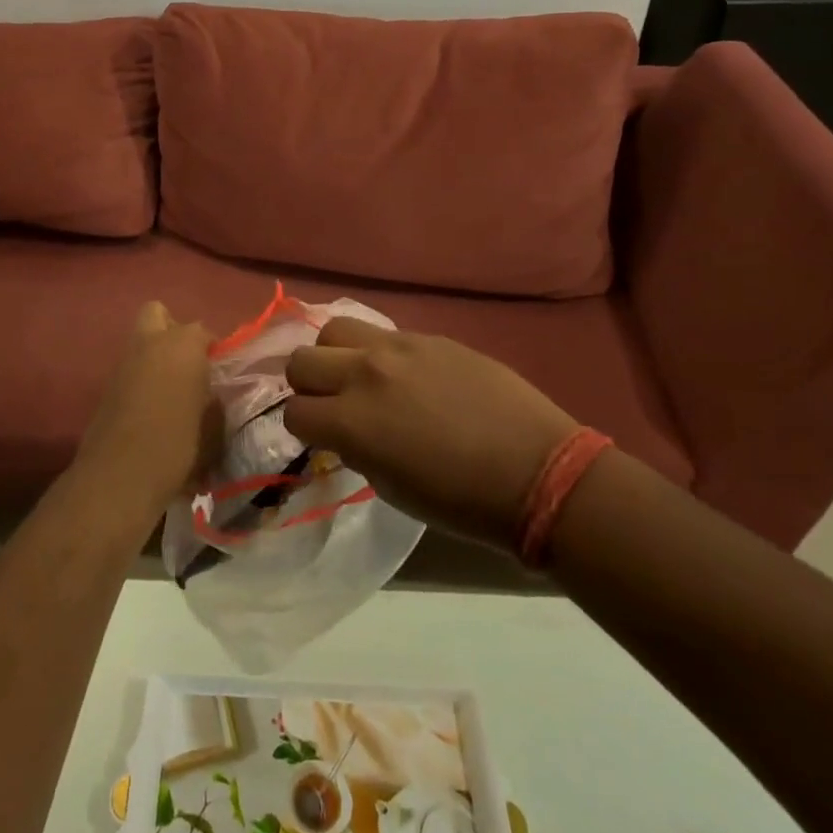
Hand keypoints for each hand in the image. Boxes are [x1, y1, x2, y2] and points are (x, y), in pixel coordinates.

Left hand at [74, 301, 221, 517]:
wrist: (120, 476)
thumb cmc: (177, 445)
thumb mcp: (212, 427)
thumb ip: (214, 403)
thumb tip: (211, 396)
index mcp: (182, 344)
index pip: (203, 332)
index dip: (212, 351)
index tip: (219, 374)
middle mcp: (150, 343)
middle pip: (157, 314)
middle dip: (173, 331)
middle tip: (188, 363)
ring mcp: (123, 363)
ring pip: (140, 342)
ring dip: (155, 356)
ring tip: (172, 391)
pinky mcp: (106, 386)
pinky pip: (129, 370)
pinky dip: (141, 380)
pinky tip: (152, 410)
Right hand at [284, 319, 581, 553]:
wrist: (538, 473)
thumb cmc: (462, 502)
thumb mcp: (391, 488)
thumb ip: (355, 448)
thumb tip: (345, 430)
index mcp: (352, 421)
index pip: (294, 411)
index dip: (303, 428)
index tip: (321, 437)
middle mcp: (365, 373)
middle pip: (302, 360)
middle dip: (307, 385)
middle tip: (332, 403)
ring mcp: (399, 348)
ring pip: (335, 330)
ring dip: (336, 356)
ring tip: (360, 377)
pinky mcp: (430, 337)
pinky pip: (384, 334)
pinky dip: (379, 353)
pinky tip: (405, 375)